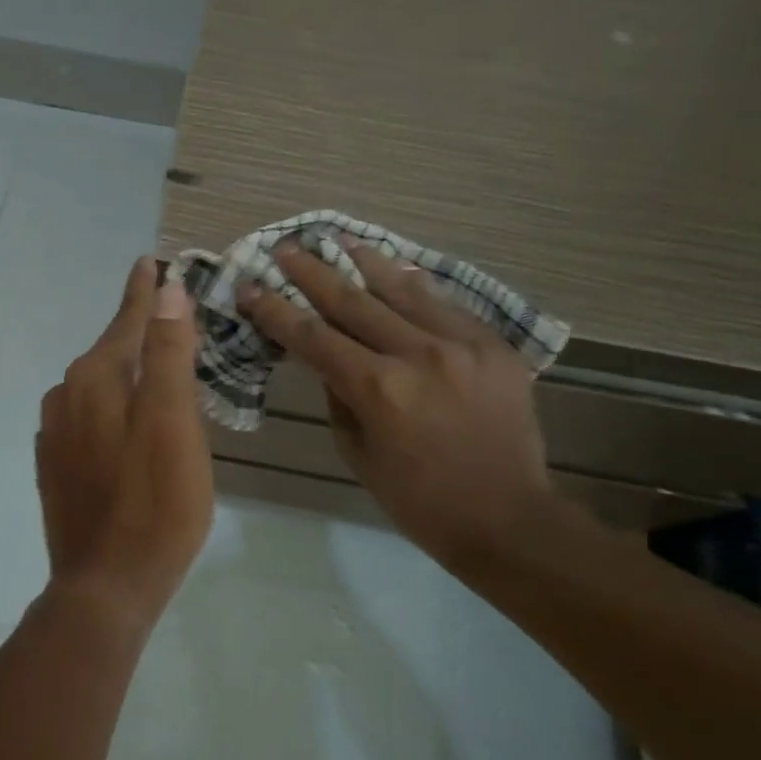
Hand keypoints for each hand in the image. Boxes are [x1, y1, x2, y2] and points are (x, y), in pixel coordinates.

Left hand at [36, 257, 214, 628]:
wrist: (106, 586)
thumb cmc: (155, 502)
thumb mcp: (174, 421)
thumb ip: (169, 352)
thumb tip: (167, 290)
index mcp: (95, 379)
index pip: (127, 320)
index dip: (145, 292)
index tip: (151, 262)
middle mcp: (66, 396)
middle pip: (111, 351)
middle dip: (139, 332)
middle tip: (171, 319)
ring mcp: (55, 433)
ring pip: (99, 386)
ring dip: (126, 372)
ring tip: (157, 371)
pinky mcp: (55, 465)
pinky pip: (88, 418)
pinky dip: (112, 407)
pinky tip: (128, 424)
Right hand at [238, 240, 560, 566]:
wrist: (509, 519)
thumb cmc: (420, 500)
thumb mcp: (358, 454)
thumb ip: (339, 398)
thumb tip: (329, 360)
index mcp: (379, 390)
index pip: (313, 337)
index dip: (276, 310)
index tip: (250, 287)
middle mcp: (418, 355)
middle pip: (352, 301)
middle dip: (312, 273)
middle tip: (286, 249)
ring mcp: (462, 345)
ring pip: (403, 290)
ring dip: (366, 262)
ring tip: (340, 239)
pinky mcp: (493, 346)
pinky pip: (444, 306)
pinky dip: (414, 288)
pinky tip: (397, 271)